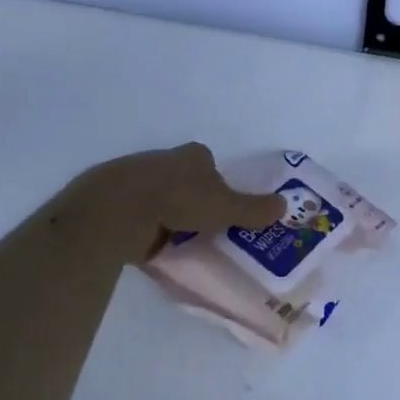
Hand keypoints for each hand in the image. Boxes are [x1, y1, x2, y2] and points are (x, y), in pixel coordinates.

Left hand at [59, 143, 287, 263]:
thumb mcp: (225, 207)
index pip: (210, 165)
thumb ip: (253, 209)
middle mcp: (164, 160)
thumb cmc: (179, 199)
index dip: (219, 185)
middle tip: (204, 227)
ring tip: (179, 240)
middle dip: (193, 200)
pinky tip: (151, 244)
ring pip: (160, 196)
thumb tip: (285, 205)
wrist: (118, 209)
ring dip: (168, 215)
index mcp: (193, 155)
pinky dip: (146, 227)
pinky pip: (138, 214)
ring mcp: (136, 178)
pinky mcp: (114, 200)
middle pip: (185, 180)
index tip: (223, 209)